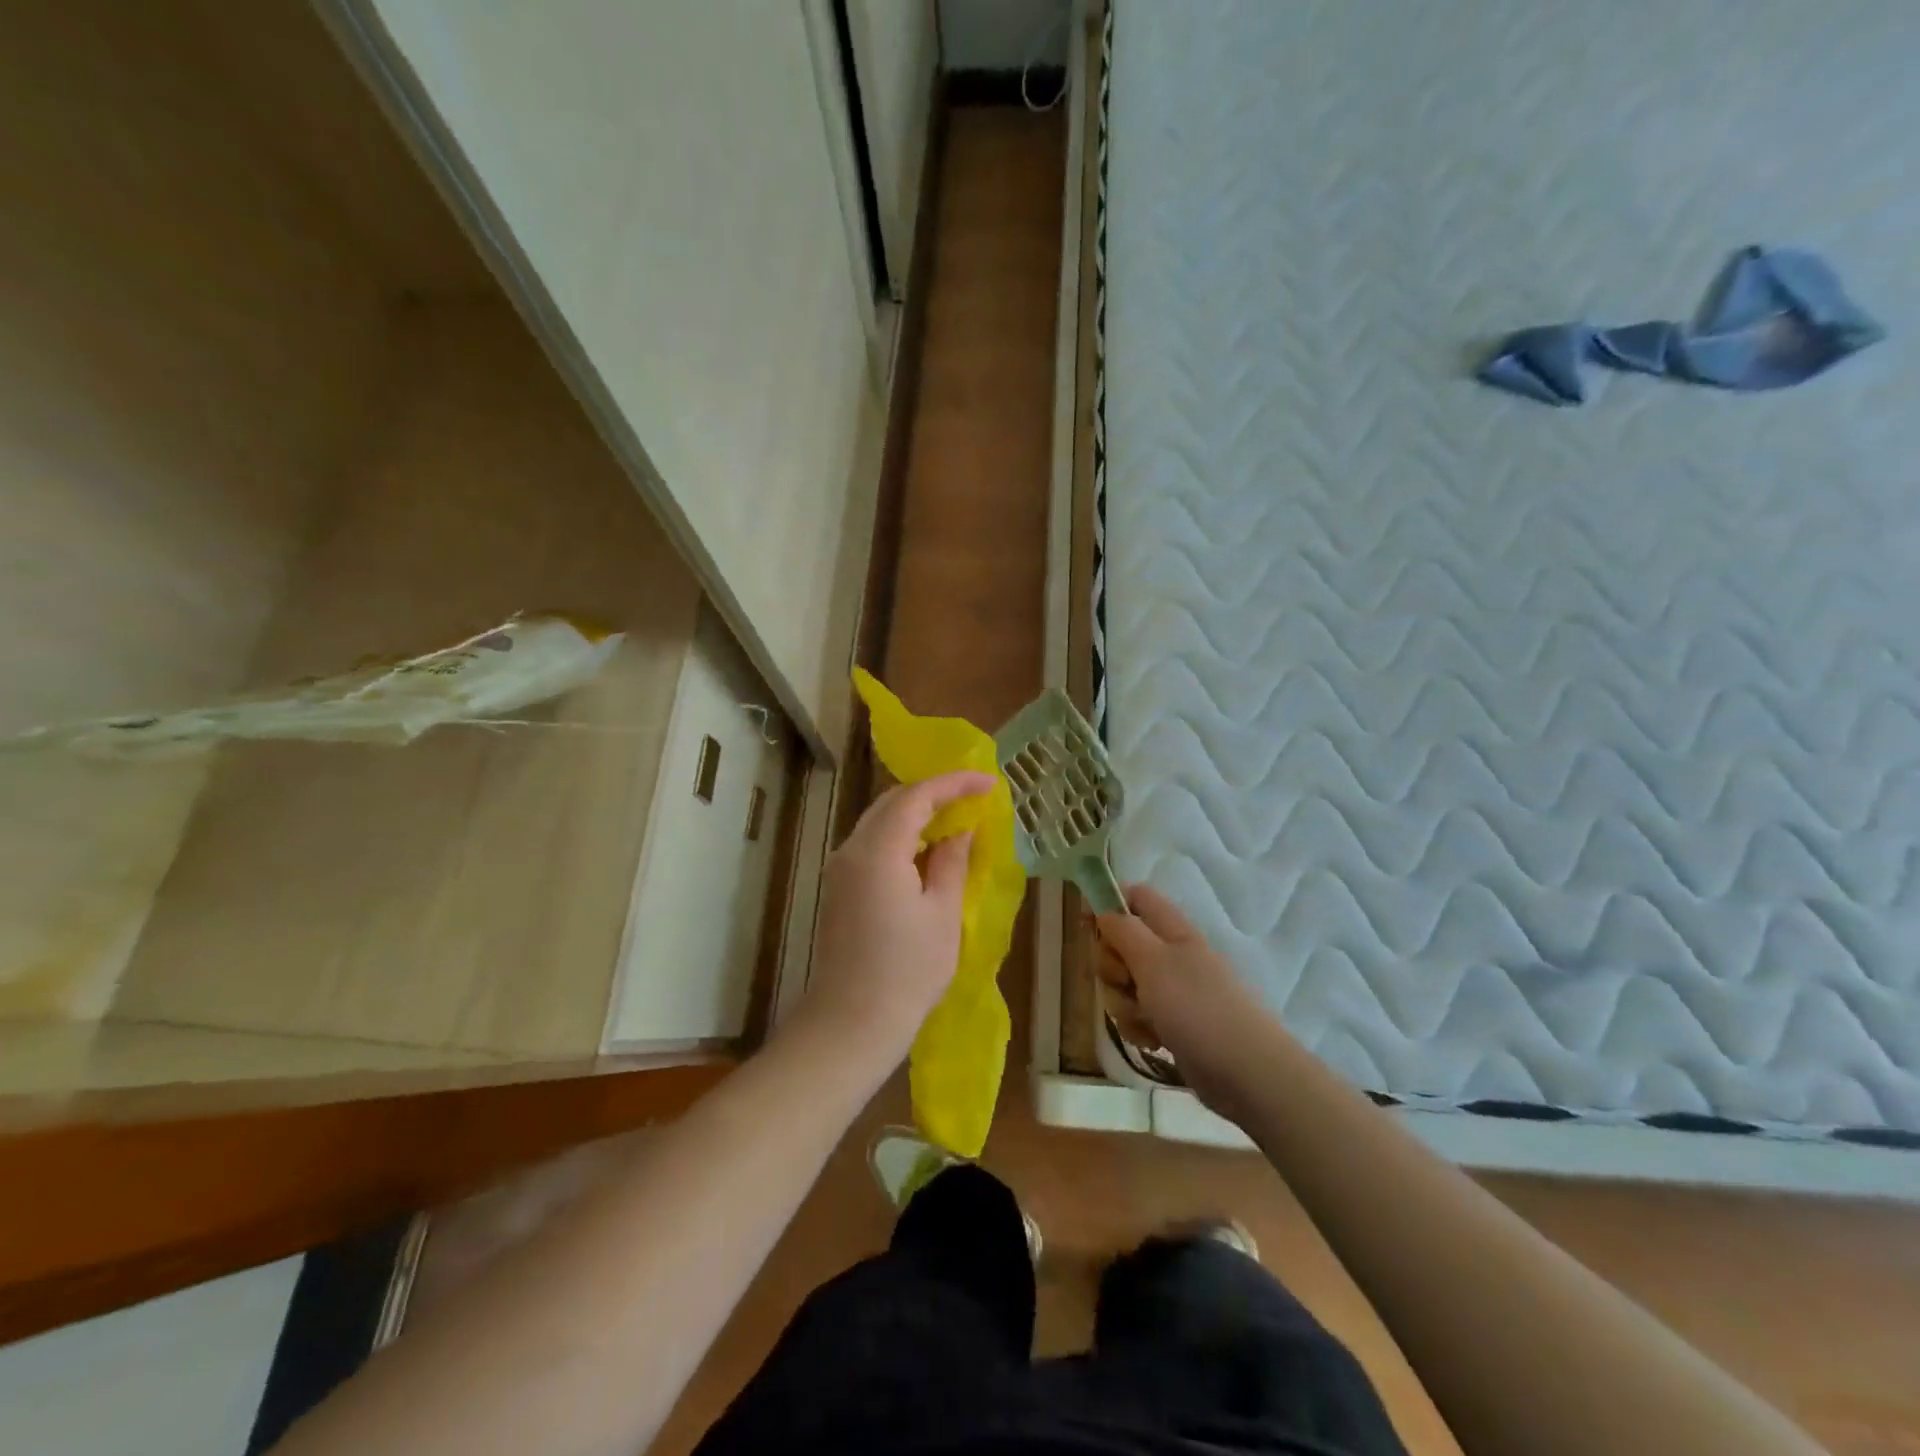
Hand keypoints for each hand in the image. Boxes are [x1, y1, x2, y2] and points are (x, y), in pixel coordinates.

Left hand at [797, 770, 994, 1061]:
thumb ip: (952, 861)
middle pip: (892, 802)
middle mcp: (851, 849)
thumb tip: (961, 830)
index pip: (916, 796)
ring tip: (956, 819)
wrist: (852, 1021)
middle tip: (972, 797)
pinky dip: (901, 836)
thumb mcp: (942, 912)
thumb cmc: (907, 970)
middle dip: (933, 793)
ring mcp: (840, 868)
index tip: (989, 782)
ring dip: (916, 814)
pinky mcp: (839, 887)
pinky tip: (927, 849)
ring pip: (879, 821)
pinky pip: (872, 843)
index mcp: (878, 850)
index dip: (954, 783)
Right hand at [1092, 884, 1269, 1113]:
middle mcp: (1170, 955)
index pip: (1135, 897)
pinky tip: (1153, 1041)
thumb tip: (1102, 907)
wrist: (1246, 1074)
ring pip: (1124, 984)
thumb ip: (1123, 930)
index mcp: (1171, 930)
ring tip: (1146, 1020)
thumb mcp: (1153, 961)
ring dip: (1123, 1003)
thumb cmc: (1198, 1008)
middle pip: (1119, 944)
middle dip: (1111, 967)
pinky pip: (1136, 1015)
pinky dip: (1138, 1028)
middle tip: (1127, 981)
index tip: (1085, 926)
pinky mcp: (1170, 1023)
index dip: (1107, 904)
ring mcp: (1171, 991)